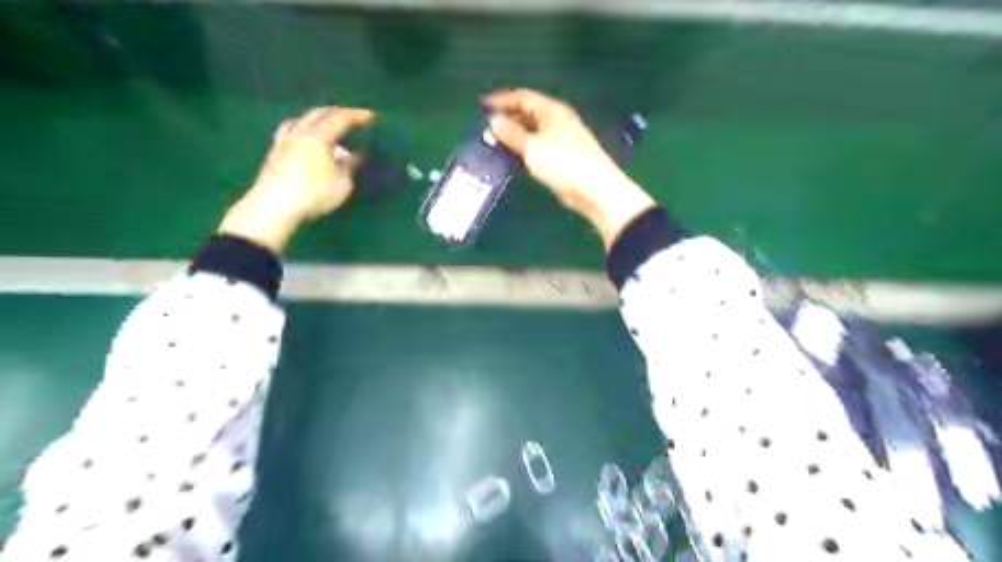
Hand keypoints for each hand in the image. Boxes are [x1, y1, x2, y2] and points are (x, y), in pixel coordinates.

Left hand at [220, 103, 374, 252]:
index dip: (357, 116)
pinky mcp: (275, 152)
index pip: (340, 118)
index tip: (371, 116)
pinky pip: (291, 131)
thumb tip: (353, 155)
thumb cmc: (314, 193)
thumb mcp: (342, 183)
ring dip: (318, 119)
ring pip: (302, 120)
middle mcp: (300, 132)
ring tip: (327, 125)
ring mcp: (284, 141)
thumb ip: (349, 166)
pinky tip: (305, 139)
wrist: (275, 206)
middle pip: (319, 113)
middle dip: (337, 113)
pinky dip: (304, 129)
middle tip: (352, 118)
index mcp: (319, 135)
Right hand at [487, 87, 658, 249]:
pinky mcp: (564, 158)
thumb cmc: (563, 164)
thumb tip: (494, 121)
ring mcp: (563, 140)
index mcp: (552, 111)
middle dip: (508, 118)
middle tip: (486, 128)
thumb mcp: (532, 147)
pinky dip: (524, 150)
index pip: (523, 97)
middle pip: (528, 113)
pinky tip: (514, 159)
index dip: (502, 99)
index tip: (482, 105)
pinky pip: (538, 147)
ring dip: (515, 136)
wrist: (595, 190)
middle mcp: (558, 121)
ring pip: (533, 132)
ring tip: (495, 144)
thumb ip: (512, 133)